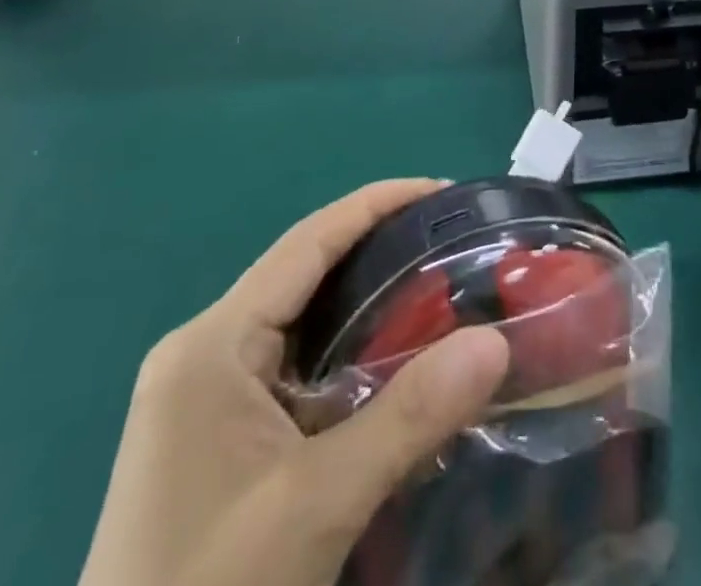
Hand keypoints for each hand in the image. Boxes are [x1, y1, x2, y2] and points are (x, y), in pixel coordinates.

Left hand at [79, 180, 510, 585]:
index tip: (446, 193)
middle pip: (306, 273)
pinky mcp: (214, 436)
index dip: (379, 204)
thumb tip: (496, 341)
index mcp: (212, 344)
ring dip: (366, 303)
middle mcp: (204, 352)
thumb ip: (409, 417)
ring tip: (439, 292)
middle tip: (454, 246)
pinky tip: (392, 365)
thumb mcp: (316, 506)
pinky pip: (292, 366)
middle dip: (380, 250)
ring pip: (301, 321)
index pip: (310, 241)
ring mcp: (204, 396)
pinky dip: (346, 352)